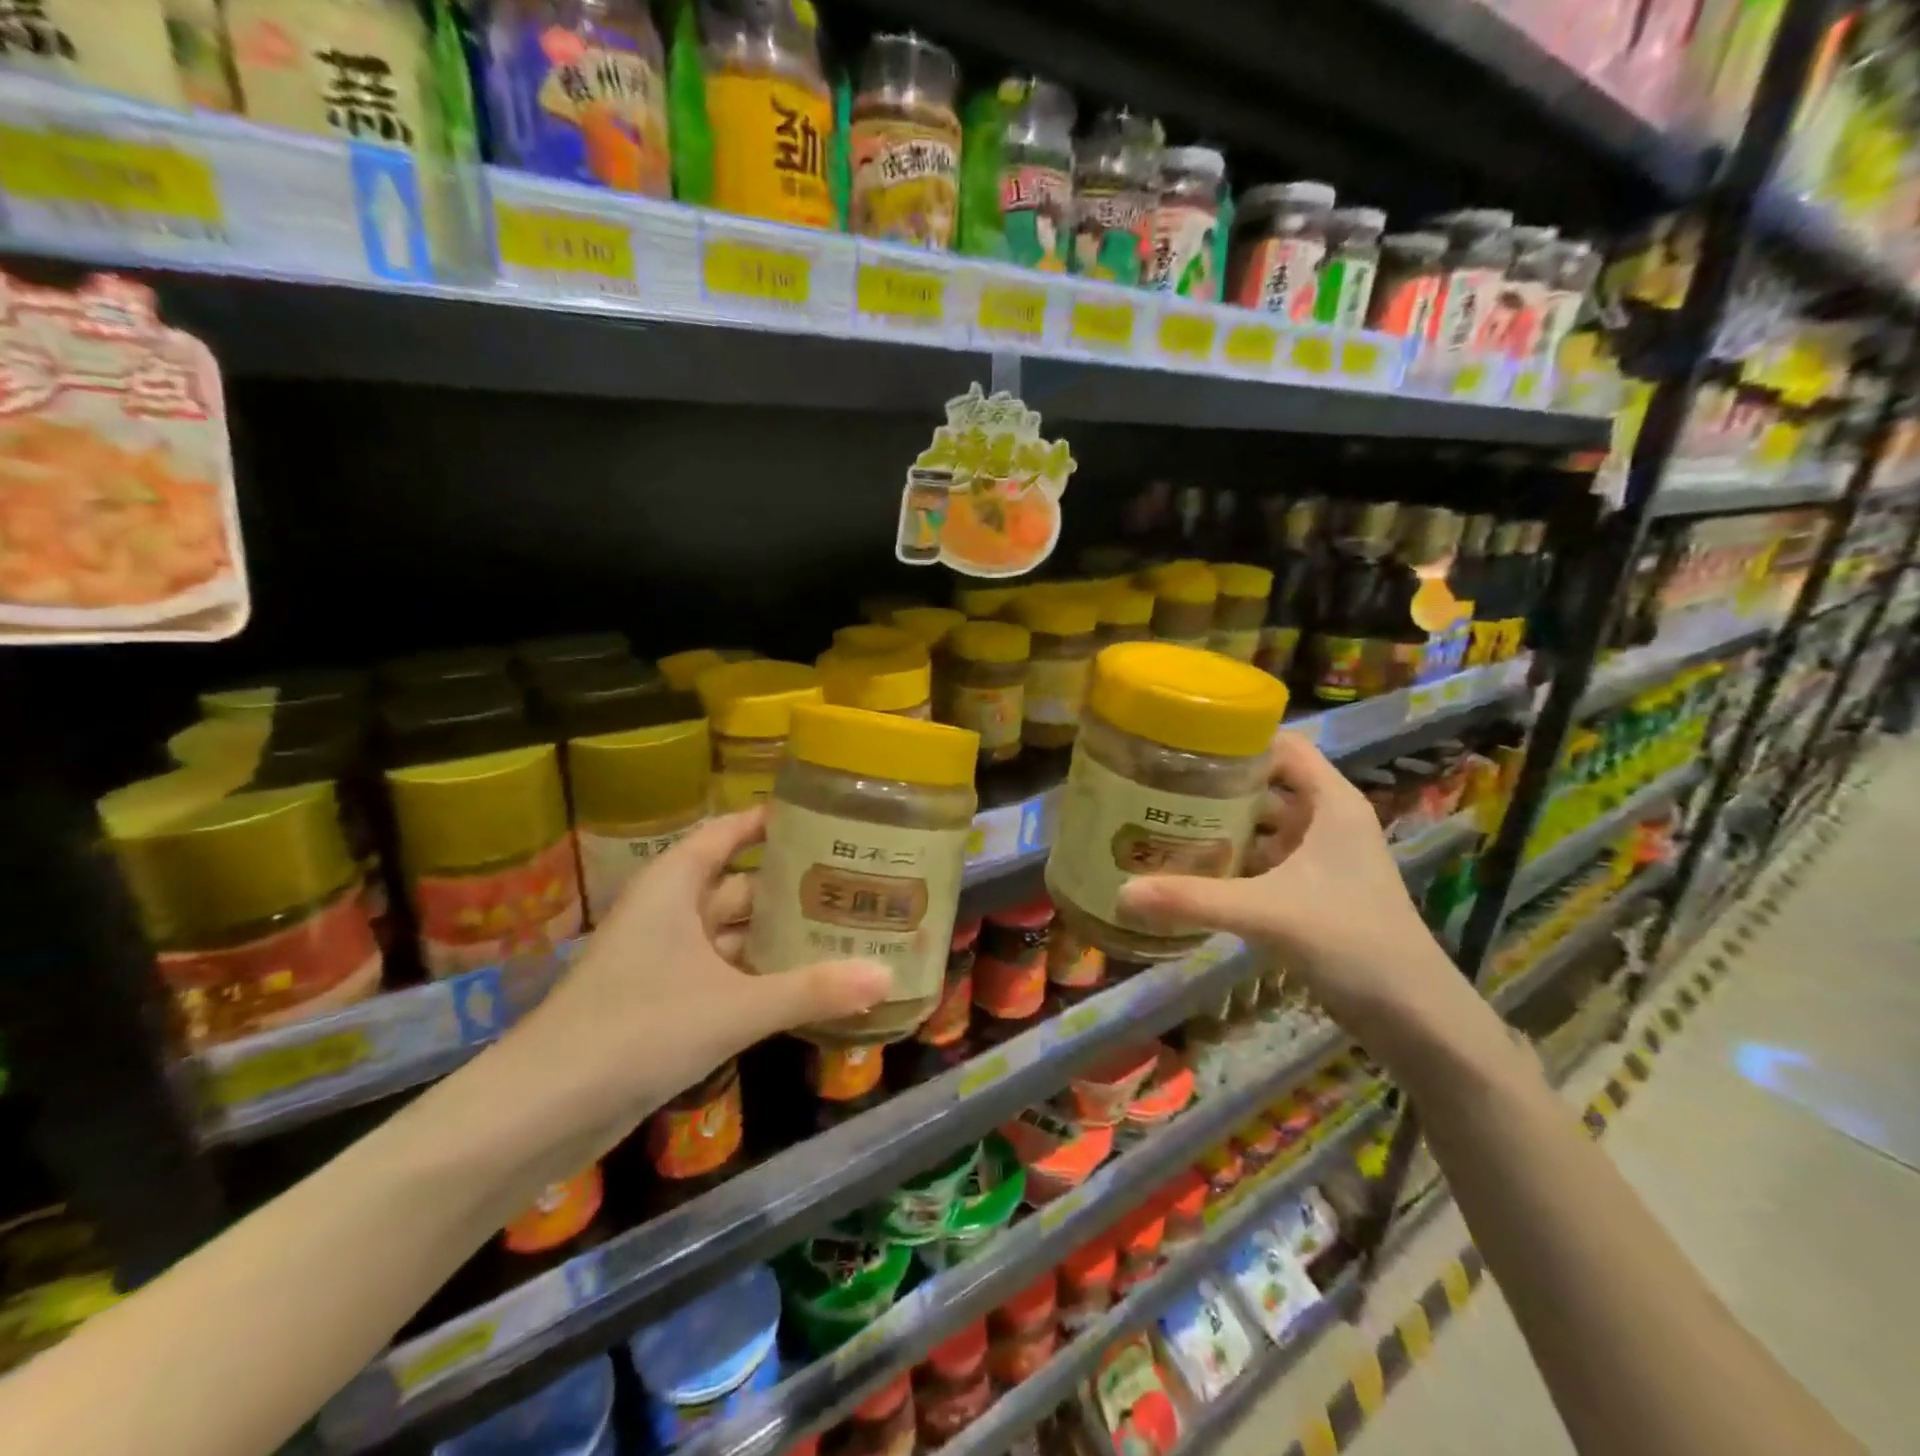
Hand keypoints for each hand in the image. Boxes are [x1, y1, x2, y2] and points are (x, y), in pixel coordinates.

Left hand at [505, 809, 892, 1139]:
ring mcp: (664, 960)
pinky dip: (759, 975)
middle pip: (740, 884)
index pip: (728, 832)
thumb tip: (887, 978)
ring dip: (778, 936)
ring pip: (733, 934)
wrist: (540, 1112)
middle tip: (854, 883)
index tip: (824, 819)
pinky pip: (723, 974)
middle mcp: (669, 912)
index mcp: (675, 885)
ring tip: (843, 930)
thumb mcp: (733, 1007)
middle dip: (791, 886)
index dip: (771, 822)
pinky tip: (804, 985)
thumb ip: (811, 990)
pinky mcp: (663, 1002)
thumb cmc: (636, 1030)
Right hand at [1118, 733, 1486, 1054]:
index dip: (1238, 738)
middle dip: (1217, 784)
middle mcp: (1327, 821)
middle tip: (1157, 784)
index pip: (1283, 746)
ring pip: (1263, 826)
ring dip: (1222, 824)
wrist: (1413, 1015)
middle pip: (1266, 785)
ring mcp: (1322, 858)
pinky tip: (1193, 869)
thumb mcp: (1268, 913)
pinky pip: (1264, 861)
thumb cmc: (1352, 941)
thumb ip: (1194, 900)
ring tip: (1164, 821)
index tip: (1182, 742)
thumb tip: (1120, 893)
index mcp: (1331, 804)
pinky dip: (1233, 860)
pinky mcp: (1313, 891)